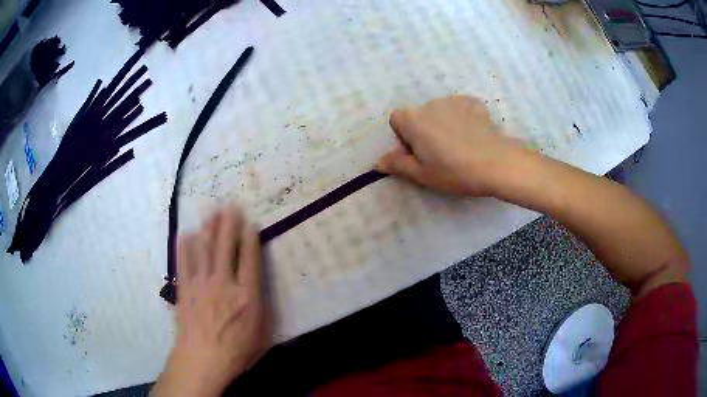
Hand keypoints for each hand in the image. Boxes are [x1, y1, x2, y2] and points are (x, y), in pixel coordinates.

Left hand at [153, 206, 270, 396]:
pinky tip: (185, 234)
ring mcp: (201, 284)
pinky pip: (184, 262)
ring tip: (210, 211)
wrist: (202, 360)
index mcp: (247, 295)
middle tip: (229, 205)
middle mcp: (223, 283)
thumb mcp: (263, 334)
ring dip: (208, 228)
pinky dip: (184, 247)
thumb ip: (263, 308)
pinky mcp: (185, 289)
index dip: (250, 238)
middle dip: (228, 224)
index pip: (249, 259)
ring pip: (204, 249)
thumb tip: (260, 287)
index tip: (249, 222)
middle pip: (225, 247)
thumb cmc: (237, 351)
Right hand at [376, 95, 525, 196]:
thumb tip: (377, 163)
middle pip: (418, 115)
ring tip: (460, 146)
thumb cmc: (455, 171)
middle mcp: (430, 104)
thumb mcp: (422, 175)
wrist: (497, 164)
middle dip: (424, 131)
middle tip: (440, 155)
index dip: (404, 137)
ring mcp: (453, 100)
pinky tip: (473, 136)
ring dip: (443, 124)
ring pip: (439, 112)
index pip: (396, 119)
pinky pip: (459, 109)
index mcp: (413, 119)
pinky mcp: (473, 102)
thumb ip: (397, 165)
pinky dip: (461, 119)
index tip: (418, 153)